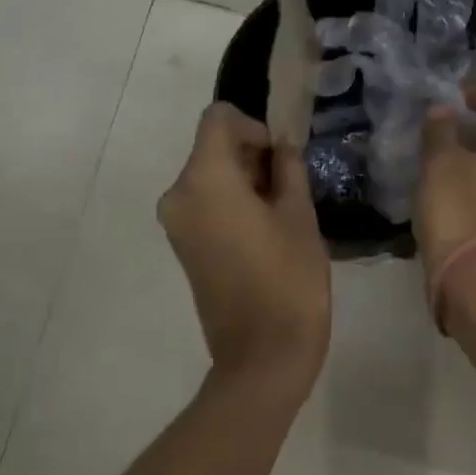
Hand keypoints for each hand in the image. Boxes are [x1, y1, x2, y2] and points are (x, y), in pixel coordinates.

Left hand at [159, 103, 331, 390]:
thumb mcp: (299, 215)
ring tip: (283, 212)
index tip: (282, 160)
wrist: (262, 356)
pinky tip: (264, 230)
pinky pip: (205, 203)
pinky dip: (232, 202)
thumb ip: (288, 168)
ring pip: (210, 175)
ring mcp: (176, 223)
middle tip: (292, 186)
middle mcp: (178, 194)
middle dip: (252, 155)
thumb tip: (282, 145)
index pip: (218, 118)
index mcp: (204, 179)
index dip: (254, 127)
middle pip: (213, 147)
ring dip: (244, 180)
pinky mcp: (183, 246)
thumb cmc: (288, 280)